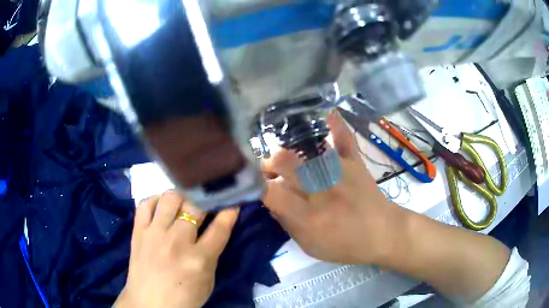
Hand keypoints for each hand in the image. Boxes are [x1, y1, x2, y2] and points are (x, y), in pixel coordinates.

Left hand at [115, 191, 238, 307]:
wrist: (149, 304)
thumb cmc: (184, 298)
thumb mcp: (208, 281)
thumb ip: (212, 254)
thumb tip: (215, 230)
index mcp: (199, 260)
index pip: (220, 228)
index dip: (229, 211)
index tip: (233, 202)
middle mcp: (177, 242)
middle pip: (195, 207)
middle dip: (204, 201)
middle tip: (205, 203)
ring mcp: (155, 234)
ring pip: (170, 198)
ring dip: (181, 197)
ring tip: (183, 203)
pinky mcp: (138, 232)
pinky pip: (145, 204)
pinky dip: (155, 200)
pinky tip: (161, 206)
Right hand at [261, 111, 403, 264]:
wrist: (383, 234)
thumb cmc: (346, 246)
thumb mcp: (311, 246)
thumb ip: (288, 224)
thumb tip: (271, 201)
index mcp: (309, 216)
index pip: (271, 192)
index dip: (256, 185)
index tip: (252, 184)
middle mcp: (321, 189)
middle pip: (284, 162)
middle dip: (268, 163)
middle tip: (268, 171)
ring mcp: (339, 171)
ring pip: (305, 150)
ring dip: (288, 152)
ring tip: (285, 159)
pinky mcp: (354, 162)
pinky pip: (343, 138)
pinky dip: (335, 126)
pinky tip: (327, 113)